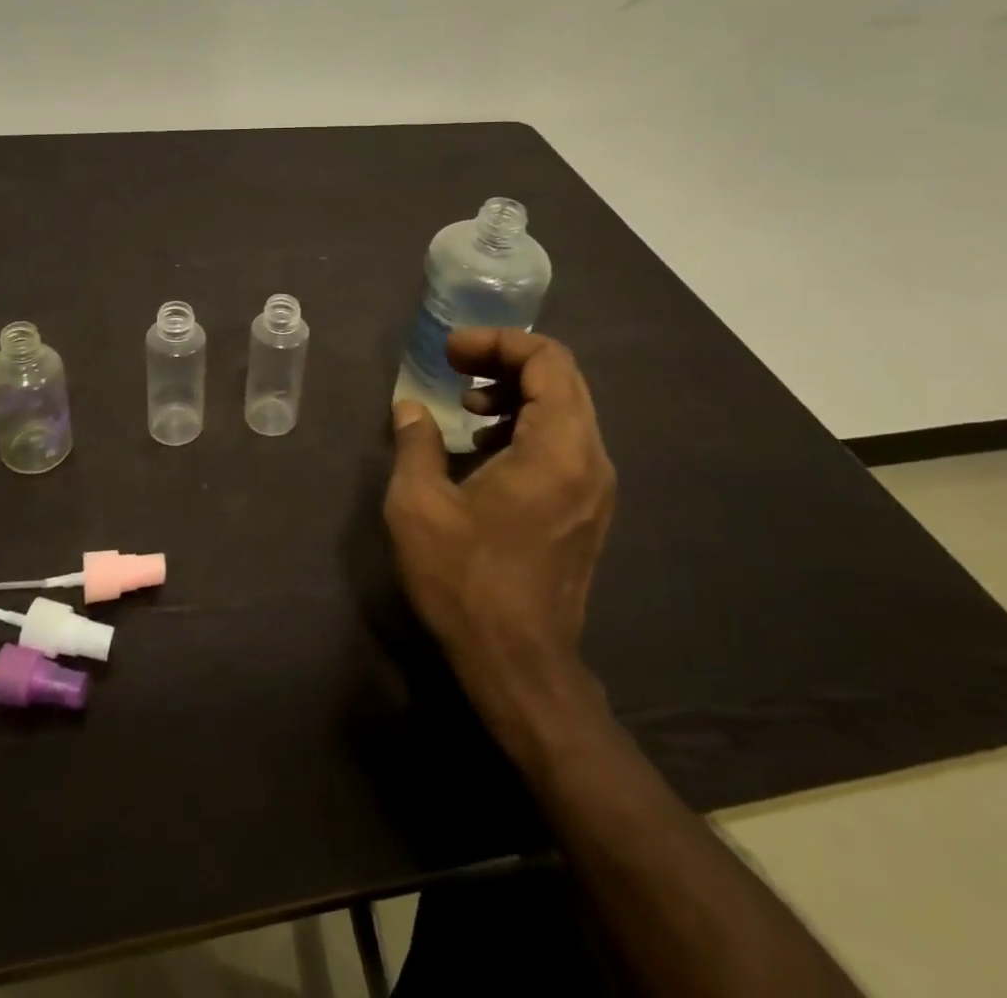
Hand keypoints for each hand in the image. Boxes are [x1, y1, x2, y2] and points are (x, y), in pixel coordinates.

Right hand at [384, 330, 615, 696]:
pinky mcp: (589, 510)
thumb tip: (410, 408)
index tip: (451, 351)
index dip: (497, 341)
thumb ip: (416, 443)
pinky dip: (528, 426)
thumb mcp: (420, 506)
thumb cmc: (467, 581)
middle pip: (561, 379)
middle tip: (455, 366)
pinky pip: (566, 443)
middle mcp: (591, 459)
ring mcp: (596, 487)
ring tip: (468, 407)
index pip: (548, 360)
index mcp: (559, 448)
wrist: (520, 665)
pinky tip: (486, 450)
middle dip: (505, 361)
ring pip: (566, 410)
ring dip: (516, 394)